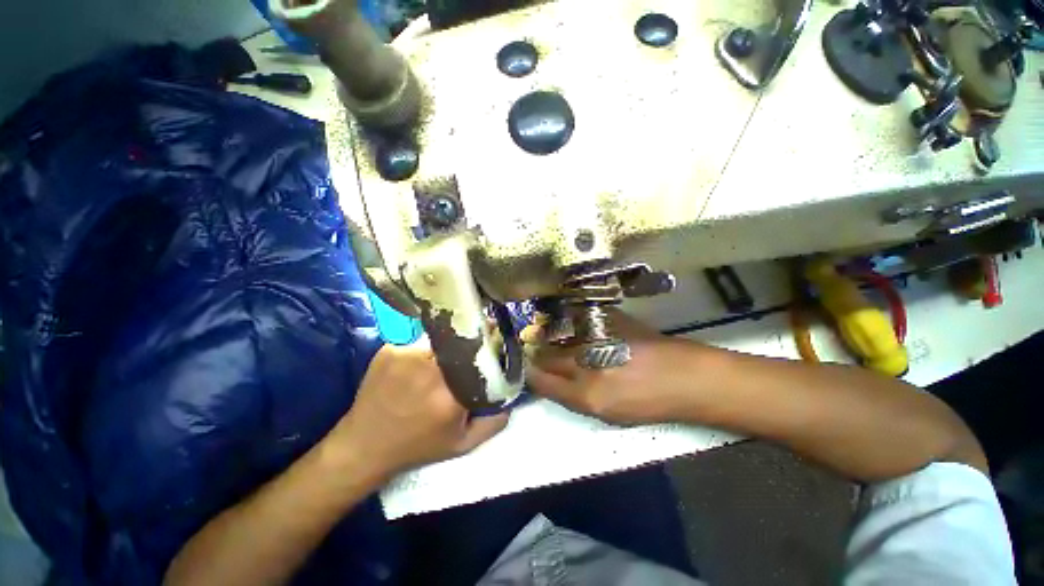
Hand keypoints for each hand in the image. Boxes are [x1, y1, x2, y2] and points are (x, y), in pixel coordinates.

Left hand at [326, 343, 508, 479]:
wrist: (363, 446)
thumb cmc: (417, 446)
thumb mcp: (462, 445)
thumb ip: (493, 423)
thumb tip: (511, 400)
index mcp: (451, 394)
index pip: (480, 356)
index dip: (489, 344)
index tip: (495, 336)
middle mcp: (429, 369)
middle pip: (460, 342)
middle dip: (469, 342)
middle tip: (471, 348)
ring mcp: (406, 356)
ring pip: (439, 340)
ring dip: (445, 348)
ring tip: (441, 363)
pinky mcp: (389, 350)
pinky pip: (417, 343)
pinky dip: (423, 352)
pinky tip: (417, 368)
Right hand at [525, 310, 709, 424]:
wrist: (684, 375)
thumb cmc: (647, 401)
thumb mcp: (604, 412)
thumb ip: (569, 395)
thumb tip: (544, 379)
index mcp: (586, 394)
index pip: (541, 380)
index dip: (530, 374)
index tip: (526, 370)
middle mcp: (586, 362)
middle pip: (545, 355)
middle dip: (535, 355)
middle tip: (532, 354)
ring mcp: (595, 335)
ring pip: (555, 336)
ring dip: (547, 338)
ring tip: (546, 339)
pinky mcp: (604, 317)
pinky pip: (572, 320)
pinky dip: (564, 324)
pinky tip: (567, 326)